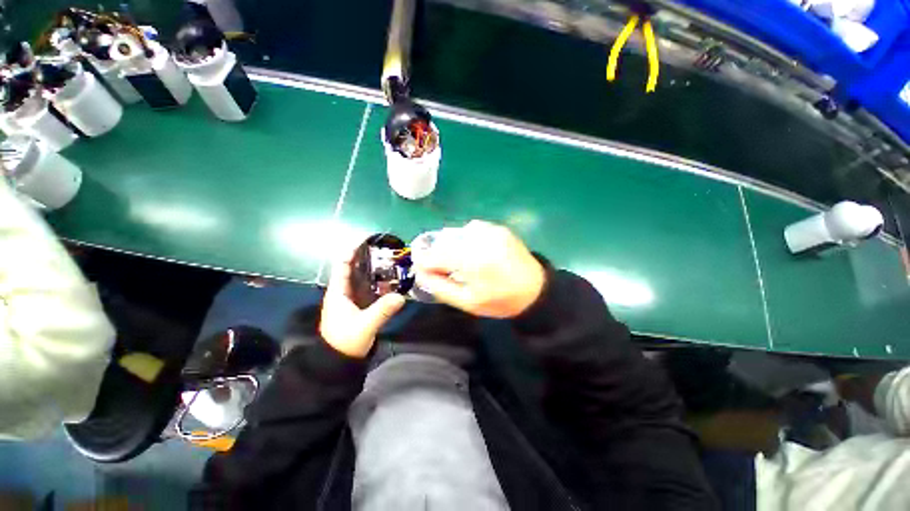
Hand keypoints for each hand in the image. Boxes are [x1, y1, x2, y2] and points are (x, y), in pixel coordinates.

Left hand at [320, 251, 405, 357]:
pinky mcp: (360, 307)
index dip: (352, 252)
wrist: (340, 361)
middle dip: (369, 259)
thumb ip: (382, 311)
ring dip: (375, 272)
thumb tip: (401, 296)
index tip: (367, 242)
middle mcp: (344, 292)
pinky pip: (370, 290)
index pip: (342, 265)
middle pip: (355, 270)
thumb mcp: (364, 325)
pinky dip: (379, 284)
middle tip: (387, 252)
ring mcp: (352, 299)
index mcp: (338, 292)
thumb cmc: (345, 341)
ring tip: (392, 264)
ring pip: (364, 280)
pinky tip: (392, 282)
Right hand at [414, 220, 545, 317]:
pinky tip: (475, 252)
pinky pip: (471, 229)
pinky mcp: (497, 228)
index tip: (424, 270)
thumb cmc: (501, 300)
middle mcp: (478, 239)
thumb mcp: (468, 302)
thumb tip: (420, 273)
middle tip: (444, 269)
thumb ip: (440, 286)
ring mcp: (489, 230)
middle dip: (438, 255)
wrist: (535, 289)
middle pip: (443, 241)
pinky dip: (466, 240)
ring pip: (456, 233)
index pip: (434, 255)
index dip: (424, 262)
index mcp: (471, 260)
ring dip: (451, 246)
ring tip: (461, 262)